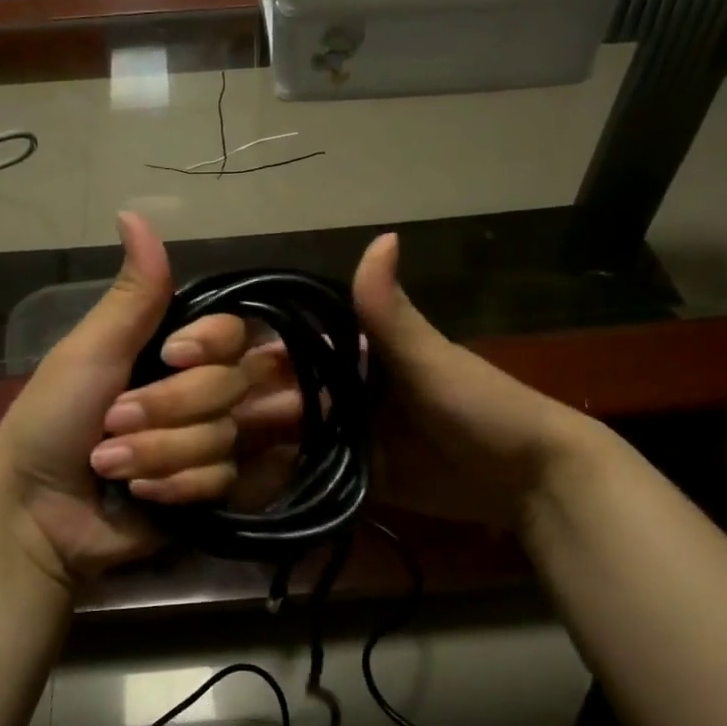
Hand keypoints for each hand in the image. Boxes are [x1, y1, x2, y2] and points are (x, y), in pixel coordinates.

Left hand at [0, 211, 255, 587]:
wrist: (35, 511)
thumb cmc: (52, 419)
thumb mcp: (90, 350)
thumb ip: (133, 294)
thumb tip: (134, 212)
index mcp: (177, 350)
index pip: (239, 331)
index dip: (212, 345)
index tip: (171, 355)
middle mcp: (203, 390)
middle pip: (235, 385)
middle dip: (168, 409)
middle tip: (113, 423)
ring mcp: (209, 441)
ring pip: (227, 436)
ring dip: (161, 453)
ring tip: (110, 464)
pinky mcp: (212, 490)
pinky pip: (225, 480)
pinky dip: (174, 487)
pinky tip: (140, 496)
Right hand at [234, 233, 602, 531]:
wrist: (532, 478)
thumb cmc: (480, 406)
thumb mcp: (429, 357)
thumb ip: (390, 310)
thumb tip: (381, 234)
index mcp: (360, 357)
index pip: (294, 353)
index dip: (252, 360)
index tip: (202, 372)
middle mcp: (349, 395)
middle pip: (287, 400)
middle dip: (246, 411)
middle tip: (194, 431)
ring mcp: (354, 439)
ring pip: (295, 440)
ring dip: (257, 449)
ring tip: (210, 463)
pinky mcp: (362, 479)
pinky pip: (316, 479)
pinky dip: (286, 483)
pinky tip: (243, 491)